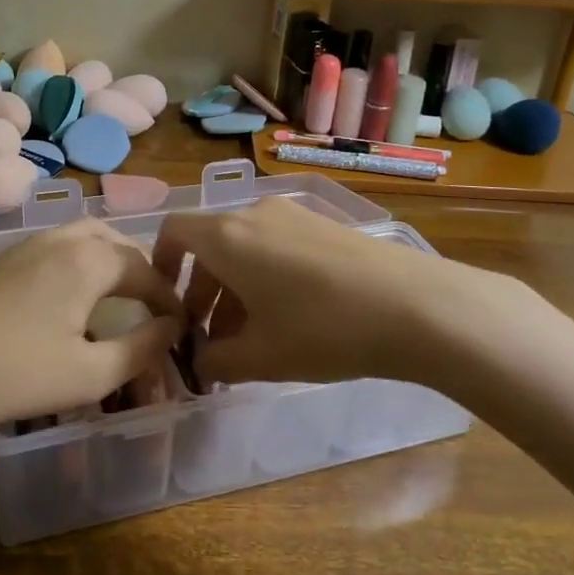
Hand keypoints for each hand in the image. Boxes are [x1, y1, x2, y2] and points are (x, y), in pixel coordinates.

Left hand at [0, 219, 184, 429]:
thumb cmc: (16, 373)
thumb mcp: (90, 375)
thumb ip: (141, 348)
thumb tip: (172, 327)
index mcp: (91, 260)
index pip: (146, 271)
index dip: (169, 299)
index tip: (182, 327)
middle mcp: (65, 238)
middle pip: (119, 242)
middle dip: (143, 272)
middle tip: (153, 307)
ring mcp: (32, 242)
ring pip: (88, 237)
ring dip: (113, 260)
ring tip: (120, 295)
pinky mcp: (7, 256)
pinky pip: (62, 244)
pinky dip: (84, 259)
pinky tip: (74, 293)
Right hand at [150, 197, 460, 386]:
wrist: (413, 305)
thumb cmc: (322, 329)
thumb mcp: (261, 356)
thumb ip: (216, 359)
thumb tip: (199, 361)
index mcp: (227, 236)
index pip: (174, 231)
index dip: (160, 263)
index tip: (167, 302)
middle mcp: (253, 213)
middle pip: (210, 245)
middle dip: (202, 292)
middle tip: (210, 340)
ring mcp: (292, 215)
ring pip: (245, 247)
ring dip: (234, 289)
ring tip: (249, 340)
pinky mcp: (322, 224)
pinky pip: (275, 245)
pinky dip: (264, 276)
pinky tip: (288, 319)